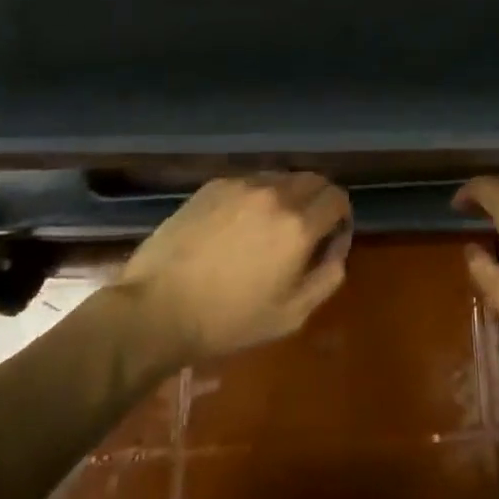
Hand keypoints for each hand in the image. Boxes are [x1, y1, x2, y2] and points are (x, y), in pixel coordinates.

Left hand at [117, 172, 352, 364]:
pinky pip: (249, 182)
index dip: (341, 216)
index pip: (337, 198)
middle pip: (313, 180)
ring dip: (286, 196)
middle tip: (304, 231)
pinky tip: (236, 226)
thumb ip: (328, 276)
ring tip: (267, 228)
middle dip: (318, 201)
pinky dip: (255, 197)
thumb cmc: (228, 320)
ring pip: (280, 177)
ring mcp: (241, 184)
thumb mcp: (292, 315)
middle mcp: (275, 193)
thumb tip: (337, 246)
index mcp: (298, 225)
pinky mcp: (214, 185)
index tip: (329, 237)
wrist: (157, 309)